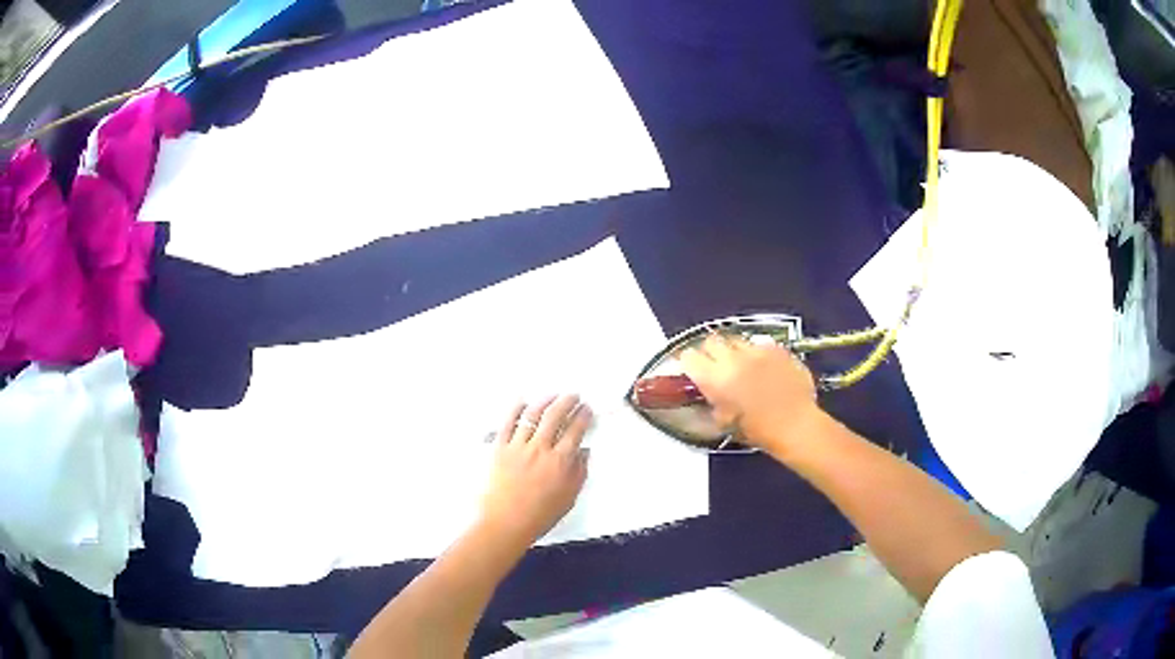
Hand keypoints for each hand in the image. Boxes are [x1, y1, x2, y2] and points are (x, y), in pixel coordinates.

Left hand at [479, 395, 591, 546]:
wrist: (505, 523)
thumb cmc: (540, 516)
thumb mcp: (568, 498)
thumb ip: (578, 473)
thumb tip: (584, 452)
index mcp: (560, 462)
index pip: (575, 431)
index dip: (583, 416)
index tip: (587, 409)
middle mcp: (540, 449)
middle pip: (555, 416)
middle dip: (566, 402)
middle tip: (573, 396)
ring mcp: (518, 447)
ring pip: (532, 415)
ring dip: (545, 401)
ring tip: (553, 395)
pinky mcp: (499, 448)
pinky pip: (508, 423)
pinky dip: (515, 409)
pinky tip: (522, 401)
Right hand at [679, 334, 823, 453]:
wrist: (796, 425)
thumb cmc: (758, 431)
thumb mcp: (723, 422)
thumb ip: (711, 401)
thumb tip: (707, 392)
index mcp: (714, 379)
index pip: (688, 357)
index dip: (688, 362)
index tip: (691, 369)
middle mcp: (732, 359)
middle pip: (711, 341)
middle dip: (709, 351)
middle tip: (714, 365)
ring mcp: (756, 351)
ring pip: (735, 339)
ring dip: (733, 350)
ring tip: (741, 364)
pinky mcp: (776, 348)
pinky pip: (760, 344)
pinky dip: (757, 353)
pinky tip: (763, 366)